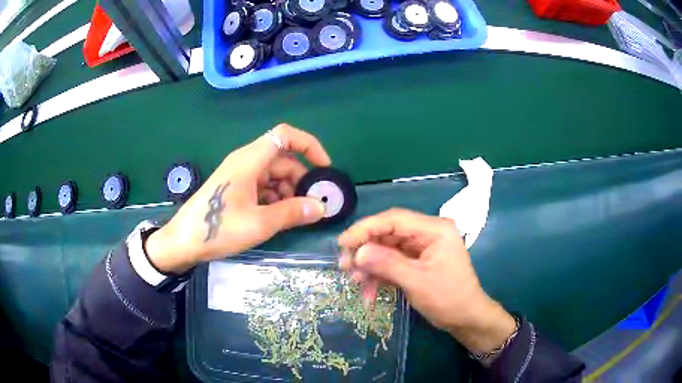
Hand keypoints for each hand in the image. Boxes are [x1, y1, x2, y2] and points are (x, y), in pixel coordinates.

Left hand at [145, 124, 330, 273]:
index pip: (286, 135)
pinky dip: (275, 197)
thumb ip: (292, 212)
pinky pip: (262, 185)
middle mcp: (246, 161)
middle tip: (311, 205)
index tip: (324, 169)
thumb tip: (321, 207)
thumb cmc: (217, 228)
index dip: (309, 146)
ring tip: (293, 215)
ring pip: (274, 174)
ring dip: (288, 191)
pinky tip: (276, 217)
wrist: (183, 241)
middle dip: (301, 179)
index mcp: (250, 160)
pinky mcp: (235, 188)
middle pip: (283, 159)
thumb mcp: (259, 223)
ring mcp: (239, 175)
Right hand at [337, 208, 515, 356]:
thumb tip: (357, 252)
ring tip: (355, 282)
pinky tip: (369, 292)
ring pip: (387, 249)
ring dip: (370, 266)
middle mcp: (427, 233)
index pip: (394, 219)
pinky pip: (392, 263)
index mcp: (434, 229)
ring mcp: (421, 248)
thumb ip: (387, 264)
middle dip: (365, 250)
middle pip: (388, 233)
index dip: (365, 228)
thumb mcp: (417, 282)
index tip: (343, 243)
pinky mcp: (417, 262)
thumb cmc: (448, 298)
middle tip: (344, 265)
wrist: (466, 318)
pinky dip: (379, 276)